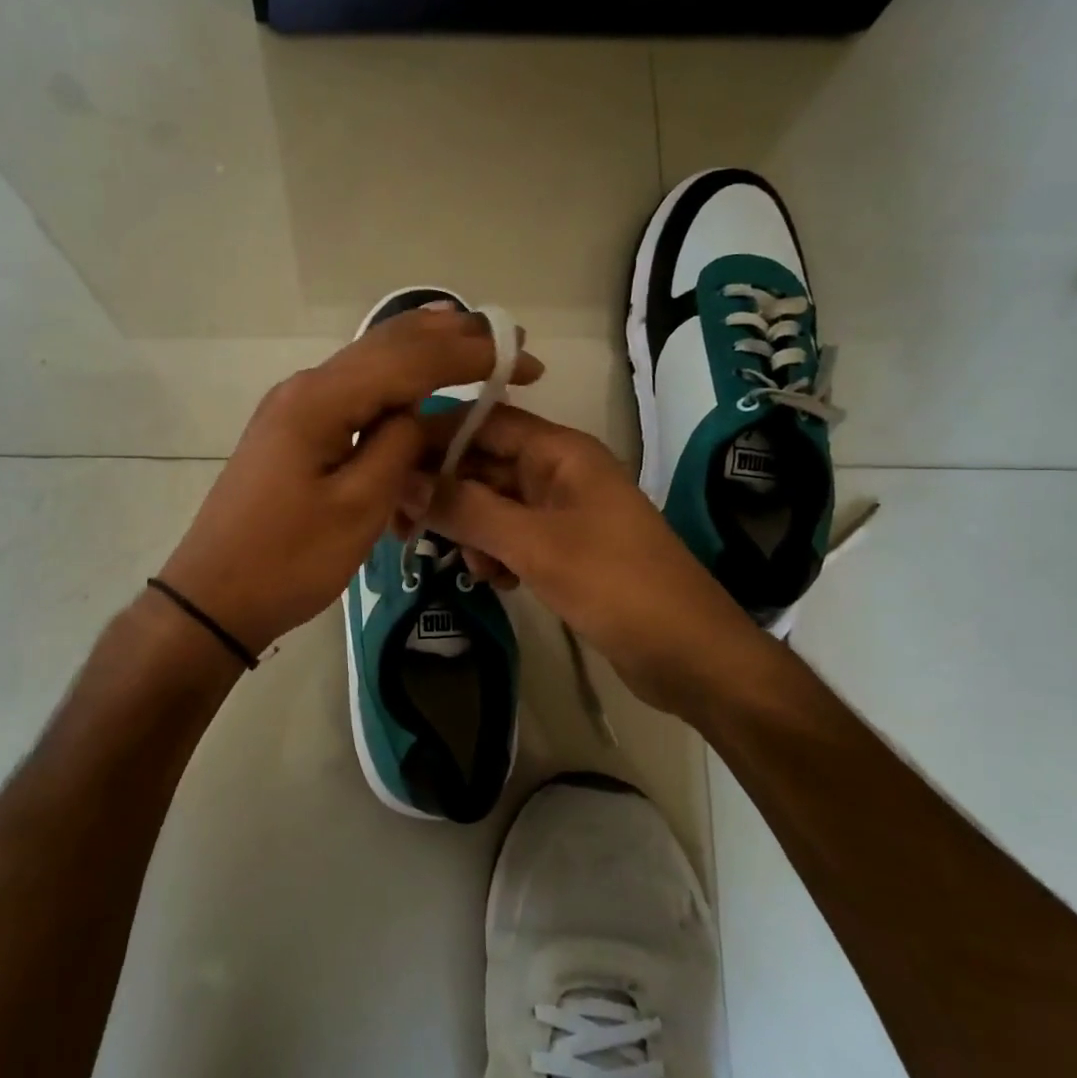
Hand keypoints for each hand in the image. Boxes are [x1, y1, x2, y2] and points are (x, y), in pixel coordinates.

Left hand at [159, 307, 542, 656]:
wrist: (213, 597)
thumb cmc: (287, 561)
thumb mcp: (357, 508)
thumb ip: (397, 447)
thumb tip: (417, 414)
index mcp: (321, 400)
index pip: (409, 360)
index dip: (469, 355)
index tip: (522, 357)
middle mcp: (305, 388)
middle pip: (387, 345)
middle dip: (450, 339)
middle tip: (507, 339)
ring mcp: (295, 407)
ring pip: (369, 364)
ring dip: (423, 353)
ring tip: (472, 341)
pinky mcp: (293, 431)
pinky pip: (353, 395)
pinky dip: (394, 384)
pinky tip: (417, 382)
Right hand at [400, 405, 764, 708]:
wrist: (690, 656)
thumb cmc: (617, 586)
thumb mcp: (534, 545)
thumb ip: (467, 509)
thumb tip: (403, 481)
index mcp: (559, 452)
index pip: (483, 421)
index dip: (434, 437)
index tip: (386, 466)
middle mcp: (557, 471)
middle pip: (482, 463)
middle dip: (445, 493)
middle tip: (401, 528)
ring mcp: (560, 511)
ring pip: (491, 503)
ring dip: (470, 529)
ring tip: (474, 568)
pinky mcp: (562, 547)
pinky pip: (509, 535)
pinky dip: (494, 553)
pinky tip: (499, 583)